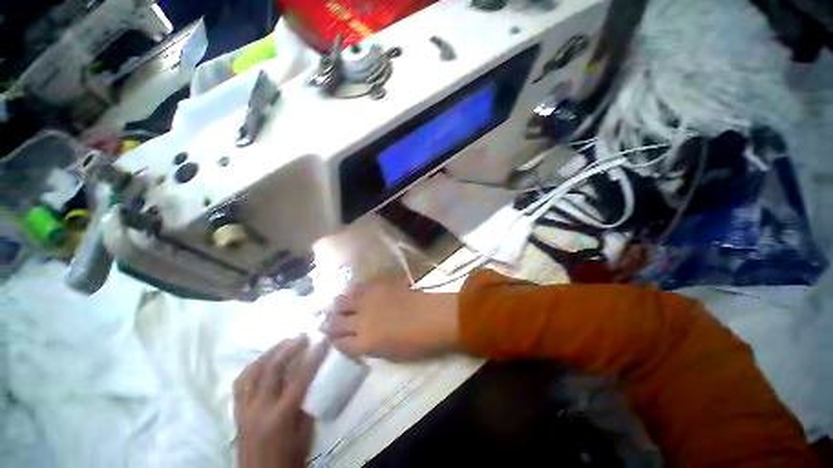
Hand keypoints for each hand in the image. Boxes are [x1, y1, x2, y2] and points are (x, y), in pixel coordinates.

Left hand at [234, 335, 328, 467]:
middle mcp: (259, 409)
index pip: (300, 378)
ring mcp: (244, 410)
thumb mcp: (304, 435)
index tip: (323, 341)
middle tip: (302, 336)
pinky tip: (261, 362)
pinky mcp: (236, 413)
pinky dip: (252, 368)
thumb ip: (306, 405)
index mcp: (280, 416)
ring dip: (269, 354)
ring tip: (283, 343)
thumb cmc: (288, 460)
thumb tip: (311, 380)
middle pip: (273, 370)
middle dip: (289, 349)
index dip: (314, 357)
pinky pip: (240, 384)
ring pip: (252, 373)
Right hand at [321, 280, 459, 360]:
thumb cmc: (417, 343)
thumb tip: (359, 340)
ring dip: (337, 305)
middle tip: (327, 323)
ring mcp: (369, 301)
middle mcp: (361, 321)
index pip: (339, 343)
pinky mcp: (377, 287)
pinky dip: (351, 291)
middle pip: (335, 322)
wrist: (434, 317)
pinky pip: (358, 287)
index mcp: (364, 343)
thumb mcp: (390, 354)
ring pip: (342, 301)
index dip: (335, 341)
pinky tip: (351, 293)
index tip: (334, 339)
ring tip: (336, 307)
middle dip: (328, 324)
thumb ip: (370, 347)